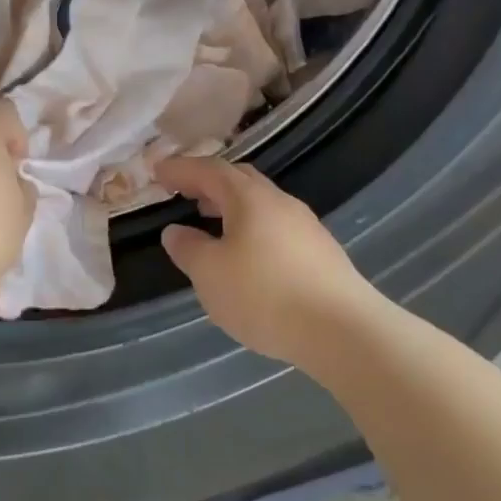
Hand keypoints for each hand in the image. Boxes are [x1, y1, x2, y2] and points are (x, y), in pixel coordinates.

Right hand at [156, 157, 382, 369]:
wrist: (343, 331)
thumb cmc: (265, 295)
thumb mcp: (210, 274)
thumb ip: (188, 249)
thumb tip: (175, 232)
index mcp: (250, 198)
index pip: (209, 170)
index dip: (181, 169)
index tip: (157, 171)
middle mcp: (280, 203)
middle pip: (240, 180)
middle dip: (209, 182)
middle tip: (184, 192)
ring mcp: (306, 227)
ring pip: (261, 205)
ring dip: (231, 207)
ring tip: (210, 221)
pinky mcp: (321, 254)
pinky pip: (276, 227)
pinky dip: (252, 228)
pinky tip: (246, 255)